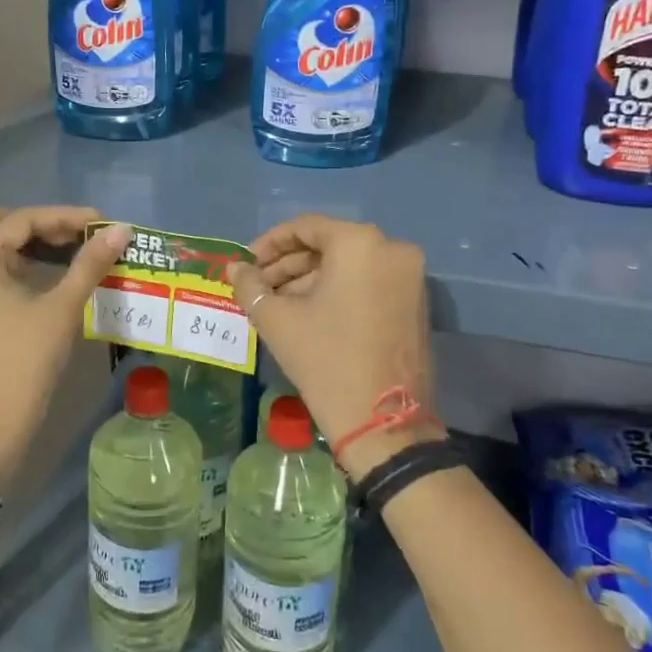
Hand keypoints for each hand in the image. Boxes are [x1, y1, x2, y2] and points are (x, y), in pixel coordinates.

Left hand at [0, 207, 130, 483]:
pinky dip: (7, 267)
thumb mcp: (62, 308)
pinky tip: (37, 280)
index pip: (22, 220)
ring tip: (62, 253)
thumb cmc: (26, 362)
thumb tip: (120, 230)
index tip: (99, 221)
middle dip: (36, 224)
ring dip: (21, 245)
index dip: (64, 216)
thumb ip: (90, 263)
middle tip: (74, 234)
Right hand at [229, 216, 441, 479]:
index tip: (246, 264)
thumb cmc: (327, 361)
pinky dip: (338, 291)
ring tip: (276, 304)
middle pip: (329, 245)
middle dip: (289, 265)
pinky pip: (369, 282)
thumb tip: (235, 269)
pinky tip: (307, 313)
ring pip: (349, 265)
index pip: (306, 227)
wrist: (383, 424)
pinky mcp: (416, 303)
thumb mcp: (278, 321)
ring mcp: (409, 277)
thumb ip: (251, 286)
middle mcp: (392, 249)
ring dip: (310, 280)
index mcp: (360, 243)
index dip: (270, 244)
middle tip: (257, 287)